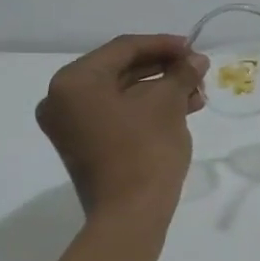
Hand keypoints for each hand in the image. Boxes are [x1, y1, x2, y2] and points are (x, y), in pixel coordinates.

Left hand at [35, 35, 208, 215]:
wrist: (131, 215)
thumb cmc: (145, 150)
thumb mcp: (168, 104)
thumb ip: (181, 74)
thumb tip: (196, 59)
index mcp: (74, 81)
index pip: (123, 49)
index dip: (163, 45)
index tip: (194, 47)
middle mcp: (62, 99)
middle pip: (120, 70)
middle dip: (163, 69)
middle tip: (197, 70)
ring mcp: (70, 125)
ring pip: (121, 94)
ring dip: (159, 90)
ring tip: (196, 93)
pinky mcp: (83, 145)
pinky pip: (116, 114)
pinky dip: (146, 109)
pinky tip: (181, 109)